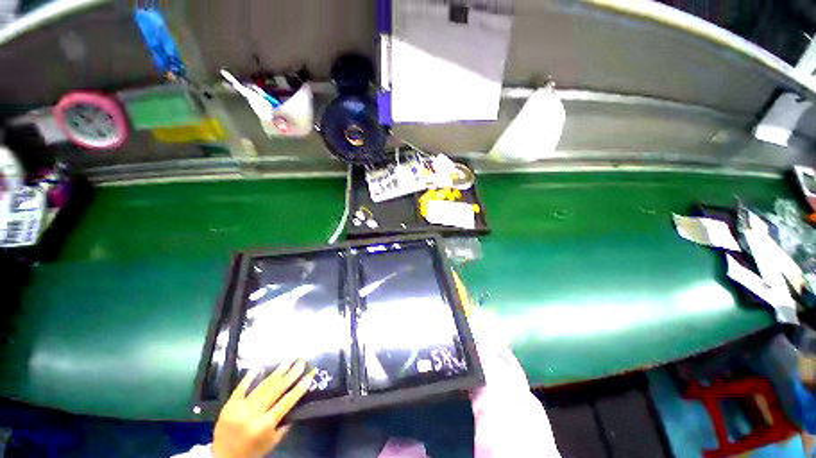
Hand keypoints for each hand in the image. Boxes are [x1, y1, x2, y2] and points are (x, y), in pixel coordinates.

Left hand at [212, 360, 316, 457]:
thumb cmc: (252, 452)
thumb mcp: (272, 442)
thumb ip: (284, 423)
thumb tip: (296, 403)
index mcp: (265, 425)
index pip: (287, 402)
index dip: (300, 387)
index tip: (310, 374)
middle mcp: (253, 414)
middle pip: (276, 390)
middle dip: (291, 374)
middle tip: (302, 361)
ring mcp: (240, 408)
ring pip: (263, 386)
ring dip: (277, 371)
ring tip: (289, 360)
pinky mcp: (229, 404)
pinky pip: (241, 387)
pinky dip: (250, 376)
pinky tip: (259, 366)